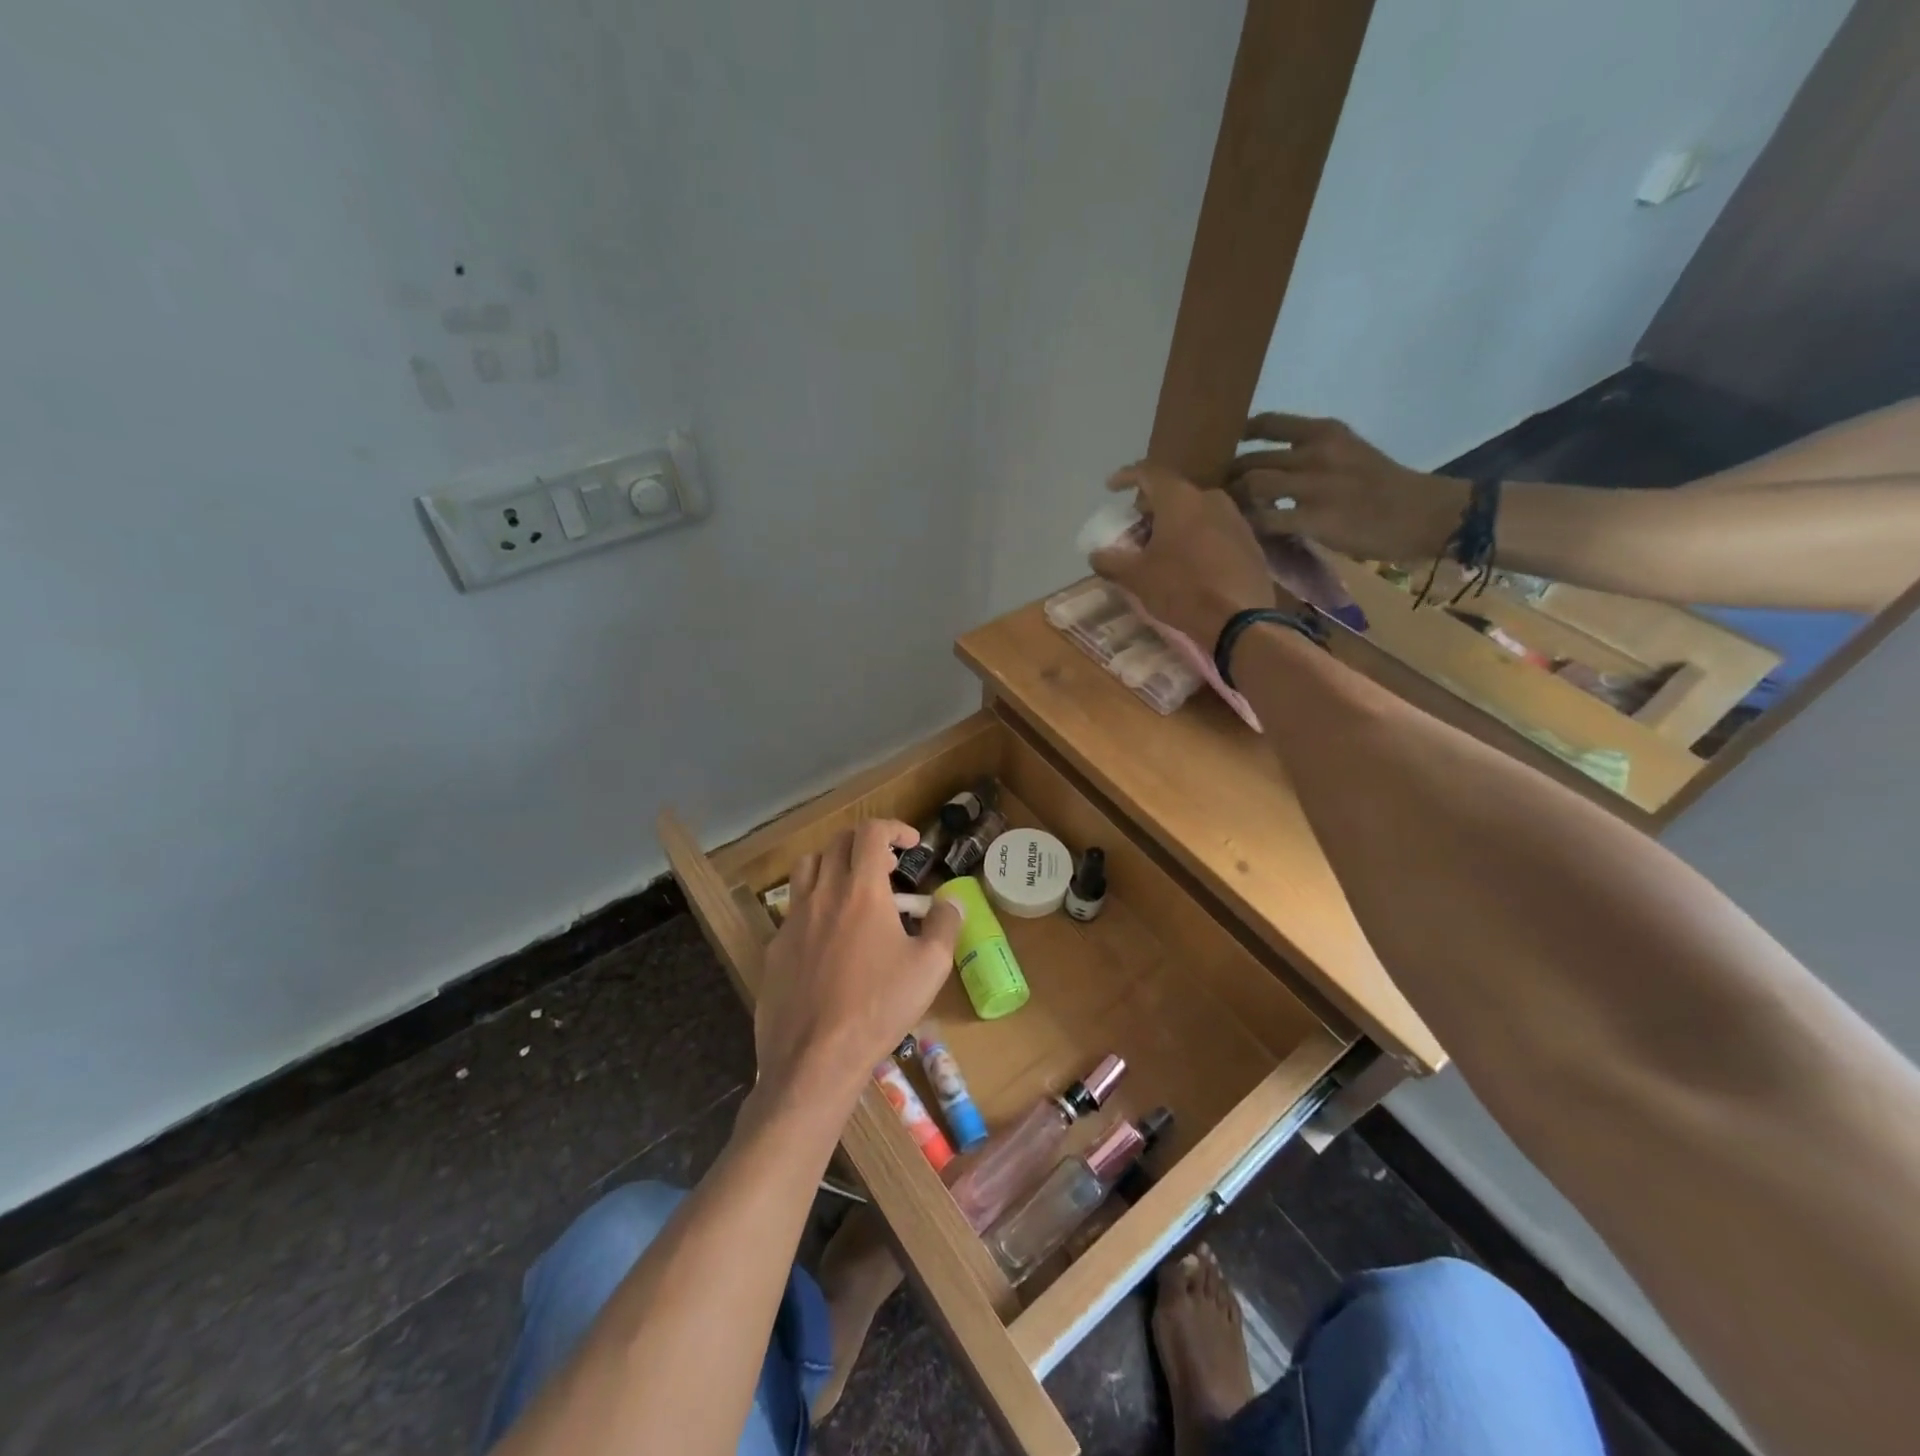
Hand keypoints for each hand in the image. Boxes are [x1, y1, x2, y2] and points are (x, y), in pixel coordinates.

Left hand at [754, 821, 962, 1113]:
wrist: (814, 1058)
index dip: (894, 828)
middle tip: (888, 868)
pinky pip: (794, 907)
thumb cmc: (878, 1007)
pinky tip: (830, 936)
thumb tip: (952, 901)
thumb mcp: (930, 967)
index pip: (871, 833)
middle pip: (838, 843)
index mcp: (861, 889)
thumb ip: (945, 924)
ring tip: (854, 889)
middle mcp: (823, 893)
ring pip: (808, 867)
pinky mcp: (775, 946)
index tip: (911, 844)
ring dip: (834, 864)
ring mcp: (793, 919)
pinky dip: (815, 902)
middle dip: (866, 844)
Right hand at [1089, 462, 1274, 646]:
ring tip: (1161, 548)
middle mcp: (1210, 498)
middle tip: (1135, 527)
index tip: (1111, 487)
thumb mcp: (1137, 577)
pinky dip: (1196, 538)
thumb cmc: (1182, 588)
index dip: (1127, 476)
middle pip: (1174, 494)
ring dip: (1175, 524)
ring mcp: (1235, 519)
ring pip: (1196, 512)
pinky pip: (1214, 530)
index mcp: (1180, 499)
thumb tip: (1095, 554)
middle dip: (1151, 508)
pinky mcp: (1249, 542)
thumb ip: (1111, 561)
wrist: (1240, 618)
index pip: (1149, 473)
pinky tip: (1188, 562)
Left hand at [1228, 414, 1468, 561]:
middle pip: (1251, 459)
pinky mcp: (1314, 518)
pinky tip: (1248, 532)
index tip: (1227, 449)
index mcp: (1326, 432)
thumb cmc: (1385, 487)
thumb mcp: (1349, 454)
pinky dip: (1251, 525)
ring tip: (1230, 513)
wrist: (1423, 513)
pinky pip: (1266, 520)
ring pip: (1252, 484)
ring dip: (1235, 500)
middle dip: (1230, 477)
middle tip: (1220, 493)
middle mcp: (1316, 453)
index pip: (1269, 423)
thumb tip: (1270, 470)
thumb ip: (1311, 456)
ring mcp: (1314, 485)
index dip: (1241, 436)